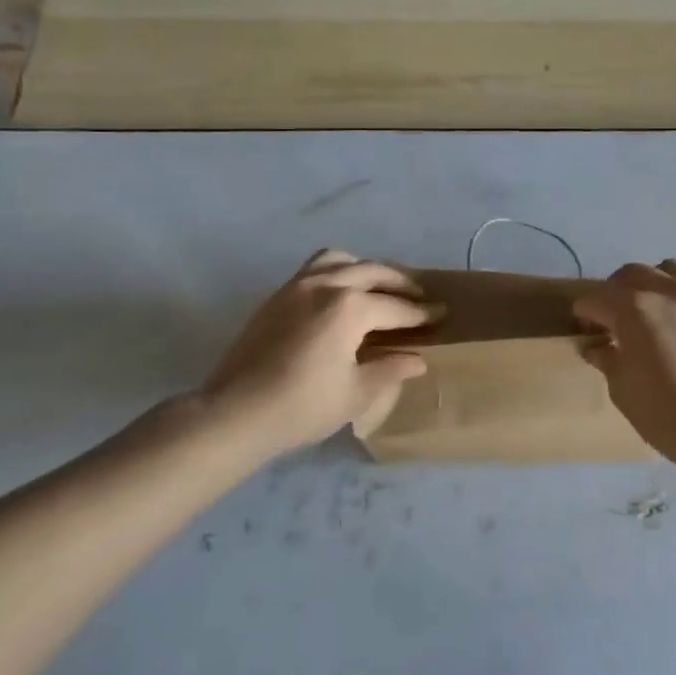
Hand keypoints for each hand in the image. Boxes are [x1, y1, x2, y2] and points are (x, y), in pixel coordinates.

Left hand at [188, 249, 441, 458]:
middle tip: (418, 297)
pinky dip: (338, 272)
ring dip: (365, 269)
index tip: (441, 313)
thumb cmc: (302, 407)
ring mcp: (297, 286)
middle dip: (400, 283)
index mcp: (349, 308)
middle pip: (373, 272)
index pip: (396, 307)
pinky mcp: (277, 296)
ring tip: (378, 287)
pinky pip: (315, 269)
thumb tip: (417, 358)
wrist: (234, 414)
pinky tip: (342, 296)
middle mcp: (326, 285)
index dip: (422, 313)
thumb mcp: (356, 393)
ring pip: (340, 260)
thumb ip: (390, 369)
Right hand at [573, 259, 675, 467]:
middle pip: (631, 273)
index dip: (584, 314)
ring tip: (654, 308)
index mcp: (632, 309)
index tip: (584, 329)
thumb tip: (595, 346)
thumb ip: (607, 359)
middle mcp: (666, 291)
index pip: (596, 299)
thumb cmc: (666, 414)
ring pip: (671, 269)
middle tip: (614, 317)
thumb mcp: (623, 390)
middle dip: (615, 291)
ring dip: (655, 283)